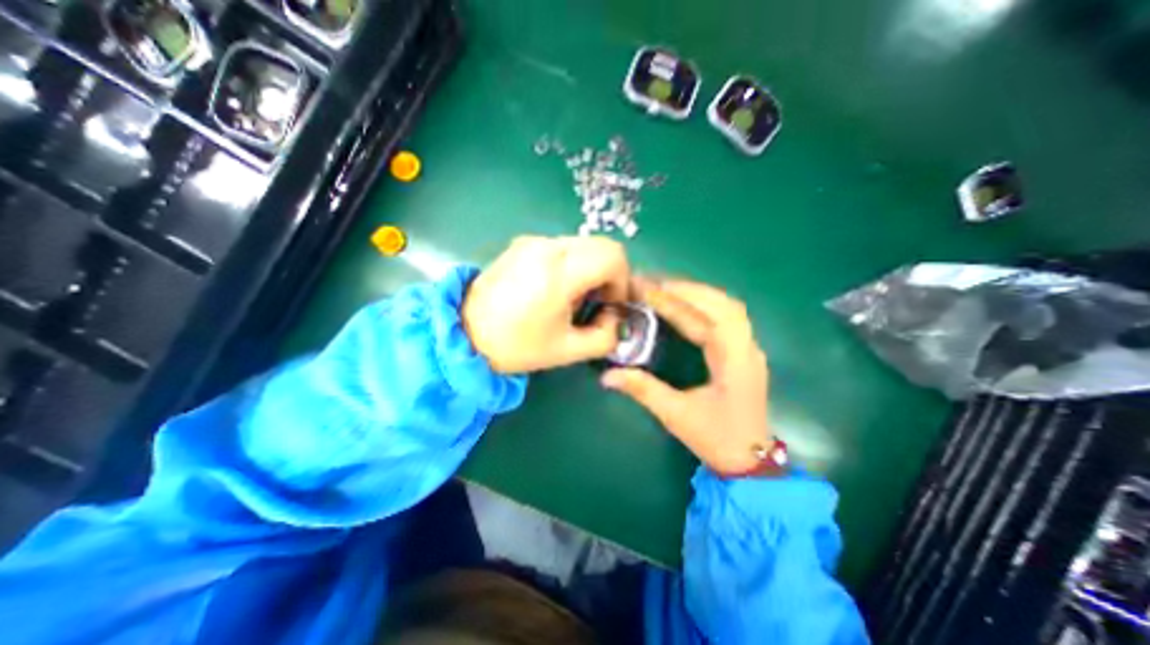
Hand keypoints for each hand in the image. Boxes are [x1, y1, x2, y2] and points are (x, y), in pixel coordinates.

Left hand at [461, 236, 627, 372]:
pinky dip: (572, 264)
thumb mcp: (568, 351)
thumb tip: (615, 317)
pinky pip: (562, 247)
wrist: (465, 334)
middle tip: (596, 302)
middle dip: (609, 274)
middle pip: (601, 246)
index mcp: (559, 272)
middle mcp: (547, 247)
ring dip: (590, 269)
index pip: (613, 256)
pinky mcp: (522, 244)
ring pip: (583, 245)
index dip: (622, 280)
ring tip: (572, 298)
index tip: (610, 304)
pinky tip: (554, 288)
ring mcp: (532, 241)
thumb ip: (605, 337)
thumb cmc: (516, 346)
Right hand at [597, 278, 765, 472]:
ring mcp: (747, 348)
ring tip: (664, 288)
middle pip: (721, 303)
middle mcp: (746, 347)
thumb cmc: (717, 438)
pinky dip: (702, 306)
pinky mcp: (741, 352)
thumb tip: (607, 376)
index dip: (678, 299)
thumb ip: (642, 390)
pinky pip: (724, 318)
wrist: (751, 461)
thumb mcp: (676, 415)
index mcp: (735, 360)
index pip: (708, 316)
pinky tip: (683, 306)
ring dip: (695, 294)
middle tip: (653, 284)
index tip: (650, 288)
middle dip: (686, 289)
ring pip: (725, 307)